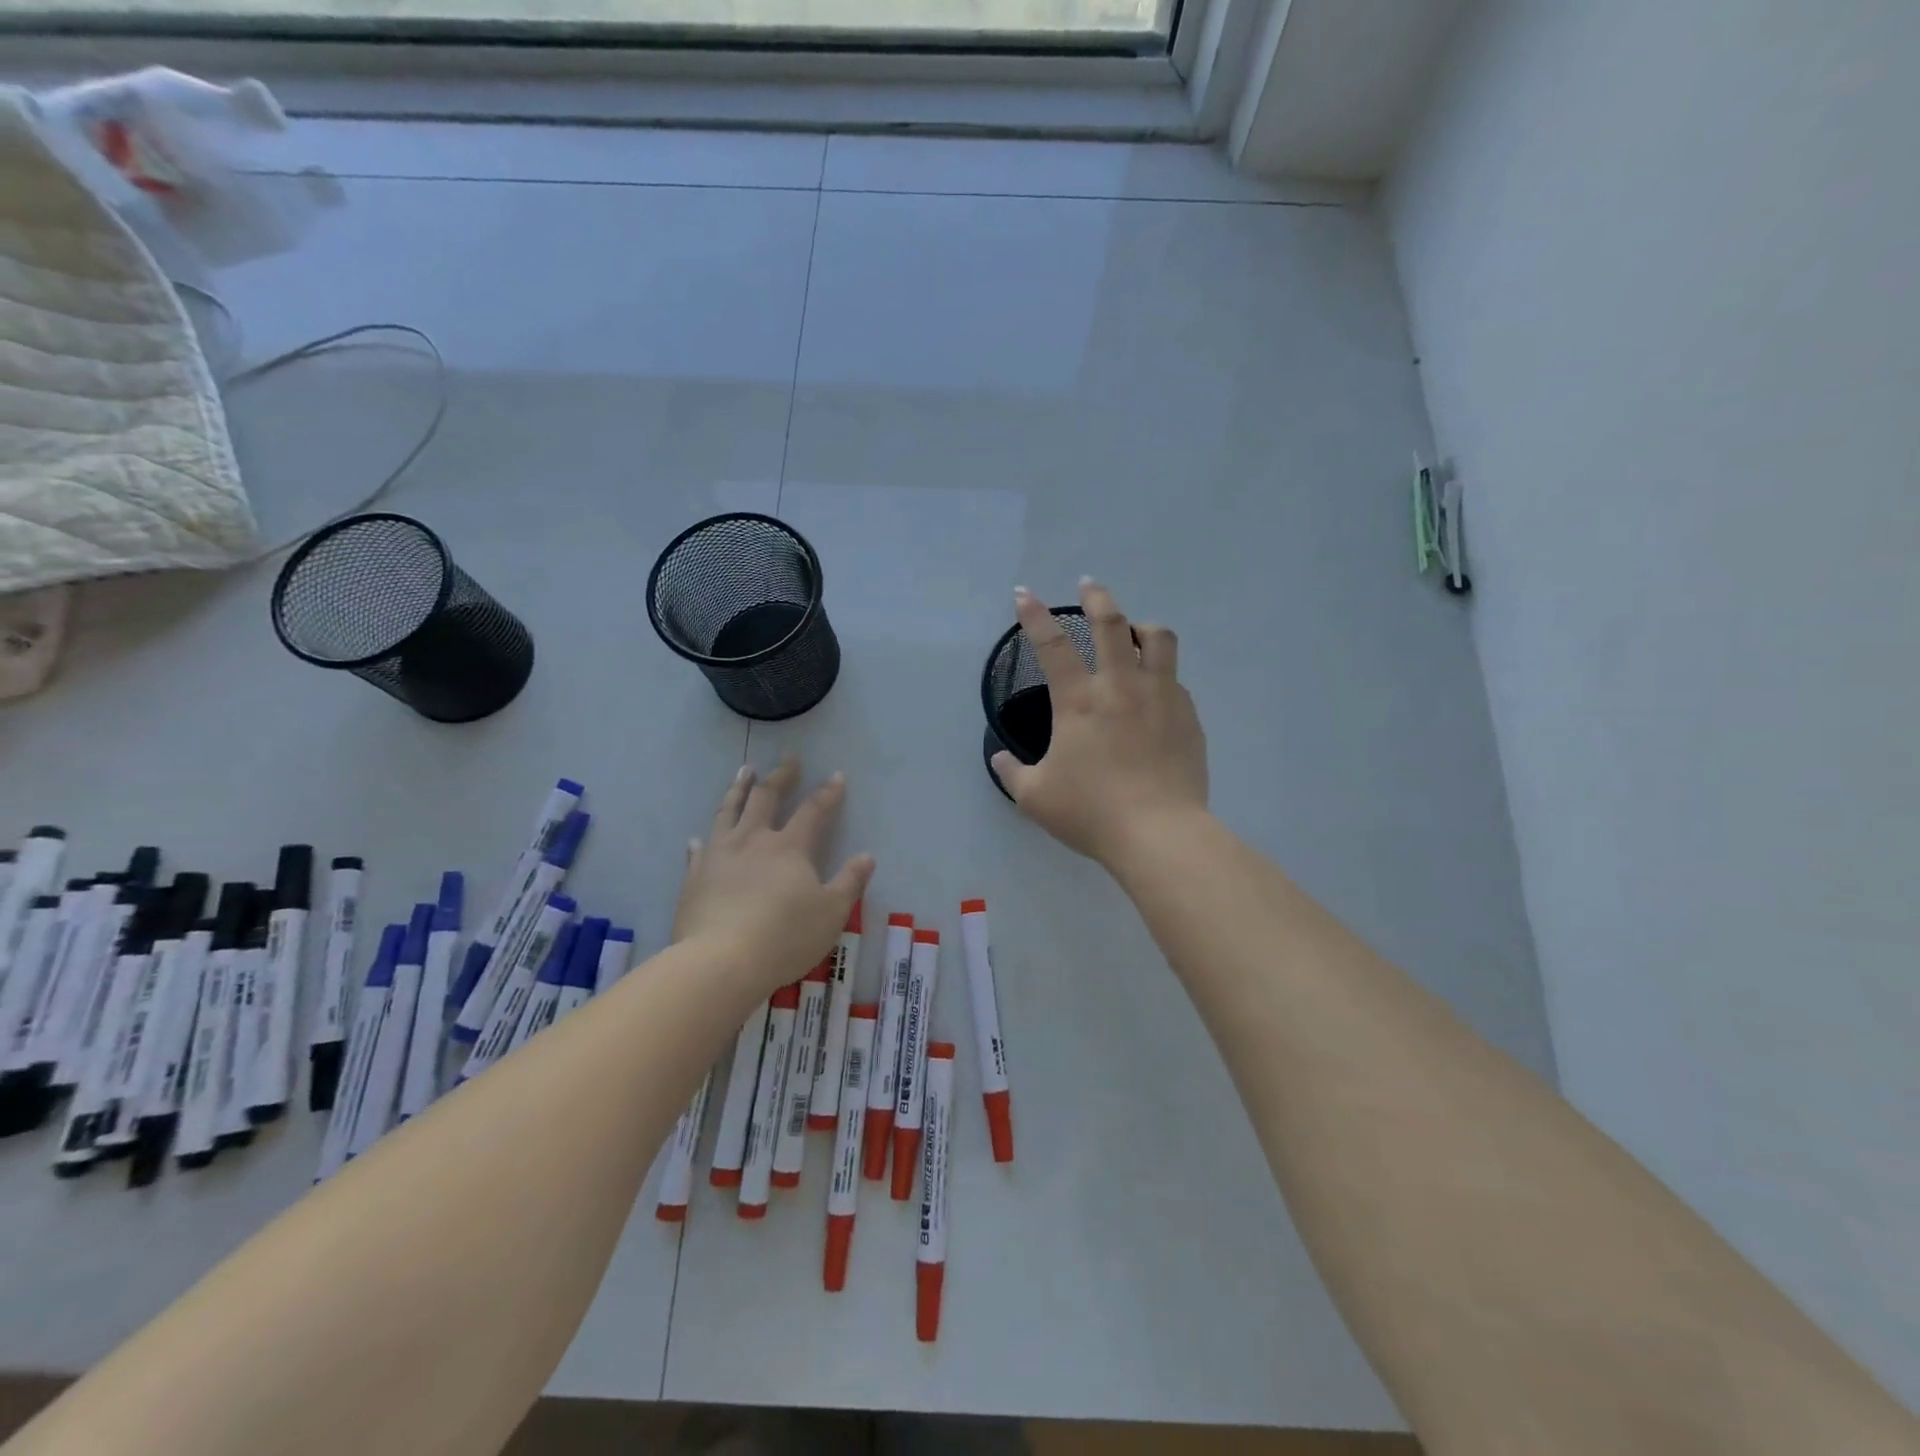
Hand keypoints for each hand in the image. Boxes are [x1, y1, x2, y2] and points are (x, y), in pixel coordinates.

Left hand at [674, 755, 874, 992]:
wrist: (720, 962)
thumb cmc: (784, 937)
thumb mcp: (831, 913)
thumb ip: (850, 882)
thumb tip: (867, 856)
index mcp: (789, 847)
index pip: (813, 811)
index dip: (827, 793)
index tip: (836, 776)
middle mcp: (753, 841)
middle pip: (766, 798)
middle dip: (781, 776)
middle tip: (788, 758)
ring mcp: (719, 856)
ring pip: (728, 811)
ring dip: (739, 789)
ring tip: (744, 771)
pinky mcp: (694, 877)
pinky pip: (699, 850)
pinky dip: (703, 839)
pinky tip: (700, 837)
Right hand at [991, 579, 1208, 864]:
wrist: (1159, 834)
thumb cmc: (1091, 813)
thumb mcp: (1035, 798)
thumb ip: (1012, 773)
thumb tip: (999, 759)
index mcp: (1079, 702)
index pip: (1051, 646)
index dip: (1034, 616)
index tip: (1024, 594)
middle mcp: (1121, 687)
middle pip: (1111, 624)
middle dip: (1097, 597)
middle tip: (1089, 586)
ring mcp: (1160, 697)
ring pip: (1158, 638)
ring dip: (1141, 625)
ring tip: (1134, 630)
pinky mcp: (1188, 716)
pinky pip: (1175, 678)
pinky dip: (1161, 672)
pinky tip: (1155, 690)